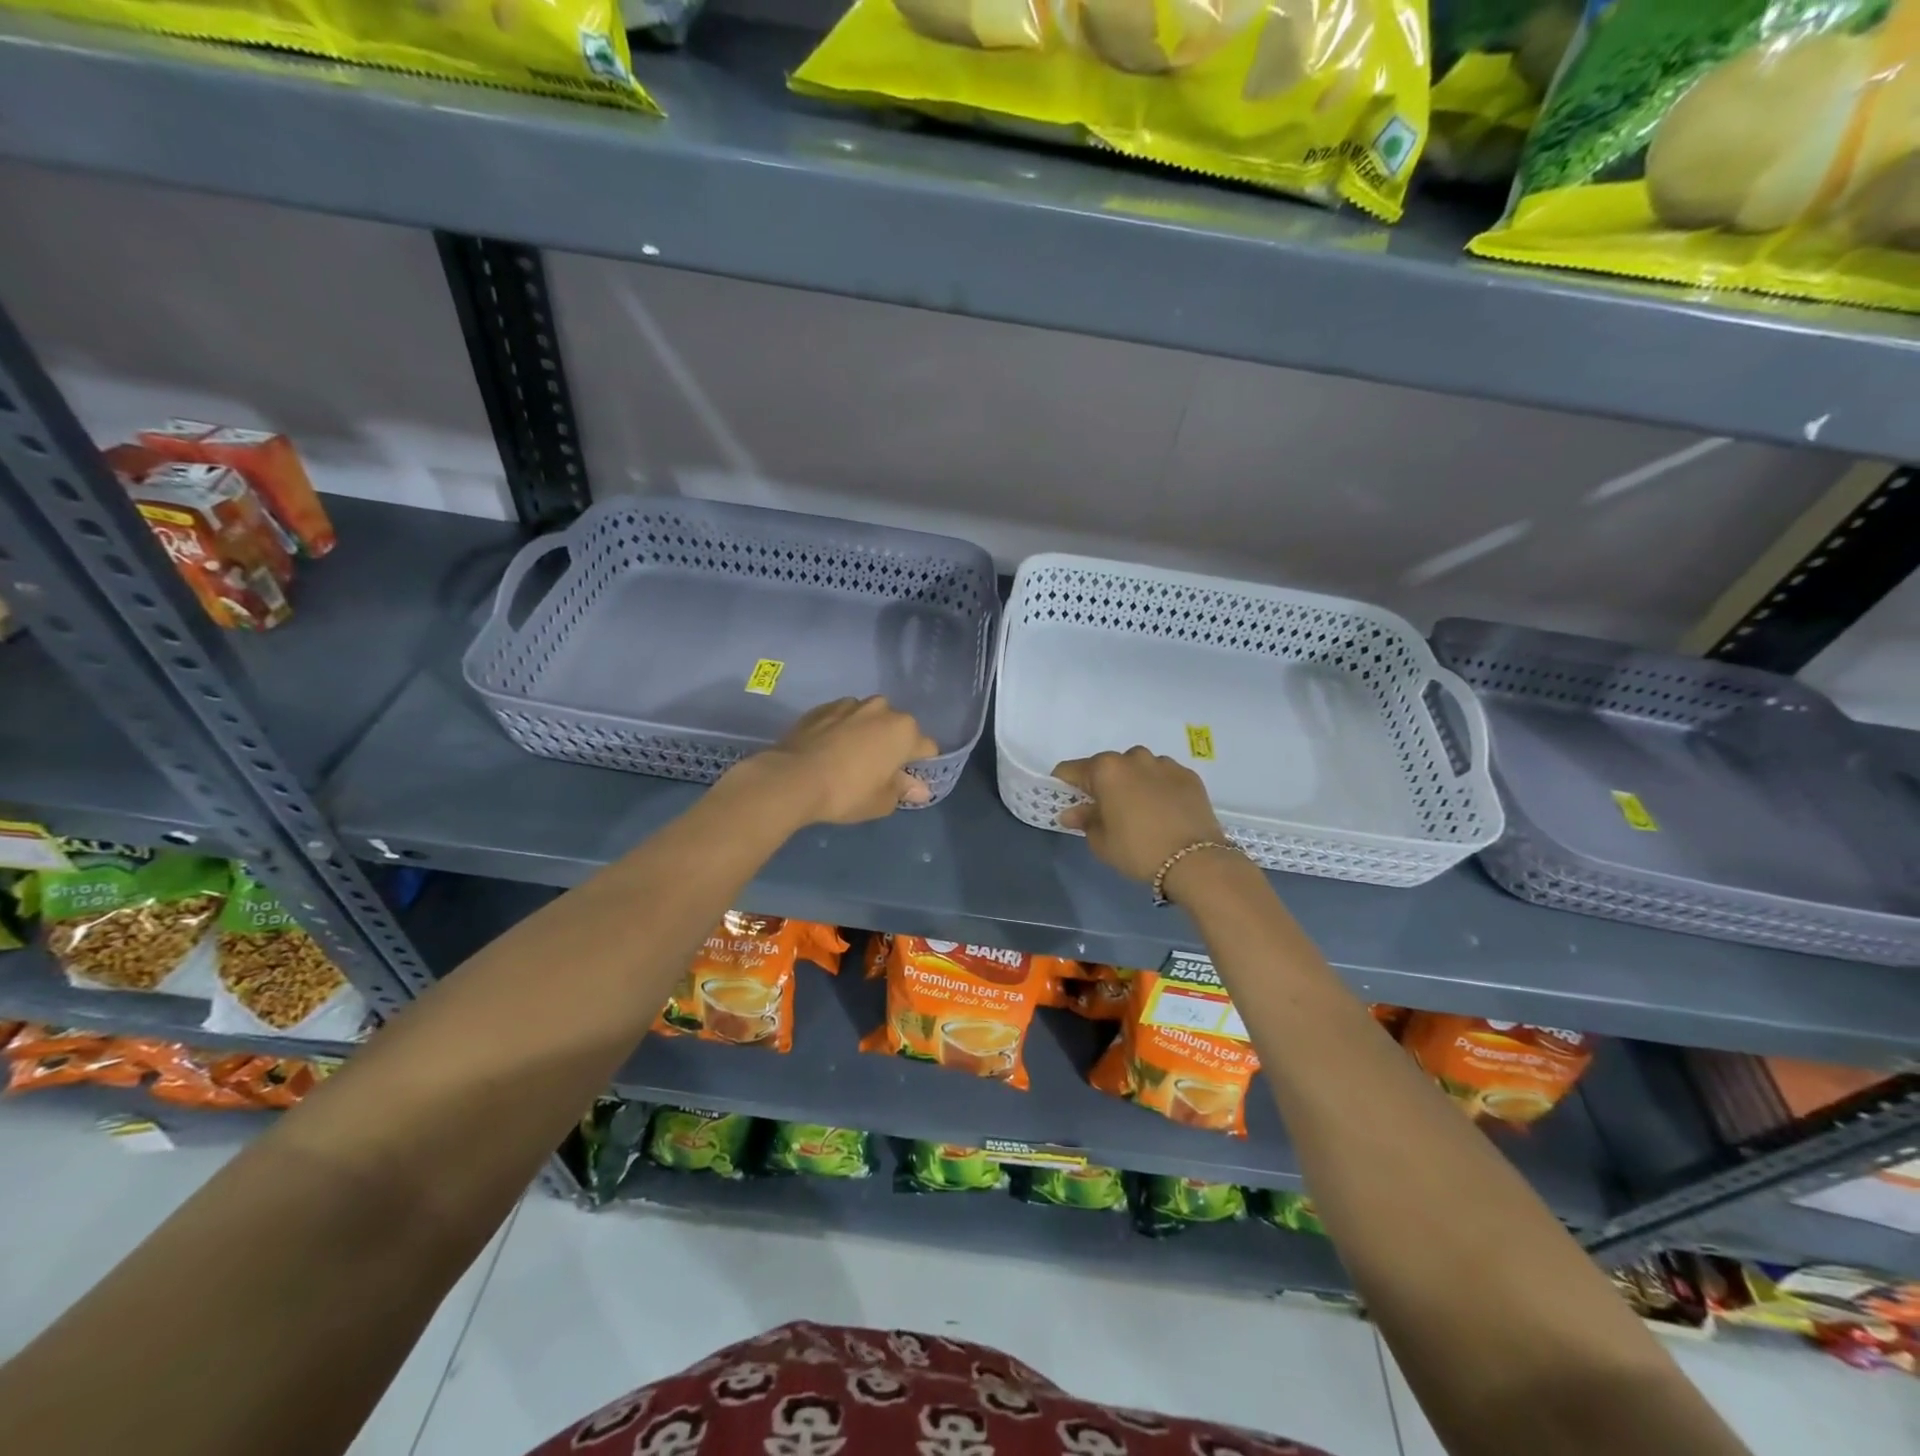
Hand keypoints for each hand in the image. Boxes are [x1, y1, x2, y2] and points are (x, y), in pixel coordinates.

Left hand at [737, 697, 939, 824]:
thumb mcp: (882, 801)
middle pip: (898, 728)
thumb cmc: (847, 793)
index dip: (920, 766)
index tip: (905, 781)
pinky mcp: (822, 707)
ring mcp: (850, 704)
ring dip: (867, 732)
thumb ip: (903, 790)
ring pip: (869, 718)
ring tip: (850, 757)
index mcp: (904, 730)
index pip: (926, 748)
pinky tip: (828, 750)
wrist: (792, 778)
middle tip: (877, 770)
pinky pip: (842, 717)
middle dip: (893, 744)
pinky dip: (841, 729)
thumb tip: (920, 789)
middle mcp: (881, 709)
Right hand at [1053, 747, 1230, 886]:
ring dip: (1132, 783)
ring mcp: (1164, 764)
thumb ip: (1084, 820)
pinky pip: (1163, 776)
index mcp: (1106, 769)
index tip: (1067, 802)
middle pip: (1106, 766)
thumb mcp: (1102, 842)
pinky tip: (1163, 811)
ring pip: (1137, 768)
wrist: (1196, 861)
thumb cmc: (1138, 850)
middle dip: (1101, 784)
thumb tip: (1071, 812)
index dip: (1064, 785)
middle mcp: (1133, 758)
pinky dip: (1157, 787)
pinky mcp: (1188, 775)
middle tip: (1105, 811)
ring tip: (1139, 810)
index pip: (1071, 770)